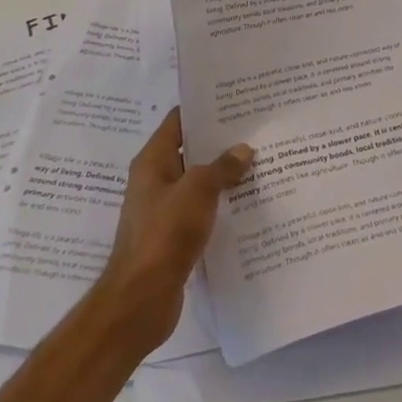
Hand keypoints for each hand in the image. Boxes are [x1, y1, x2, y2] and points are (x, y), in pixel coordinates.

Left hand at [93, 107, 252, 352]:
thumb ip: (221, 167)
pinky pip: (202, 210)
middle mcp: (155, 181)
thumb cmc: (164, 235)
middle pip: (191, 151)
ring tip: (261, 162)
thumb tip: (243, 149)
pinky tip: (250, 203)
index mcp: (152, 162)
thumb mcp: (197, 191)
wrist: (139, 301)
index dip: (204, 108)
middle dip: (221, 142)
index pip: (179, 121)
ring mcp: (164, 210)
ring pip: (199, 182)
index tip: (236, 100)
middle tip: (258, 130)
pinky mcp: (174, 236)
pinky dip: (222, 204)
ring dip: (224, 175)